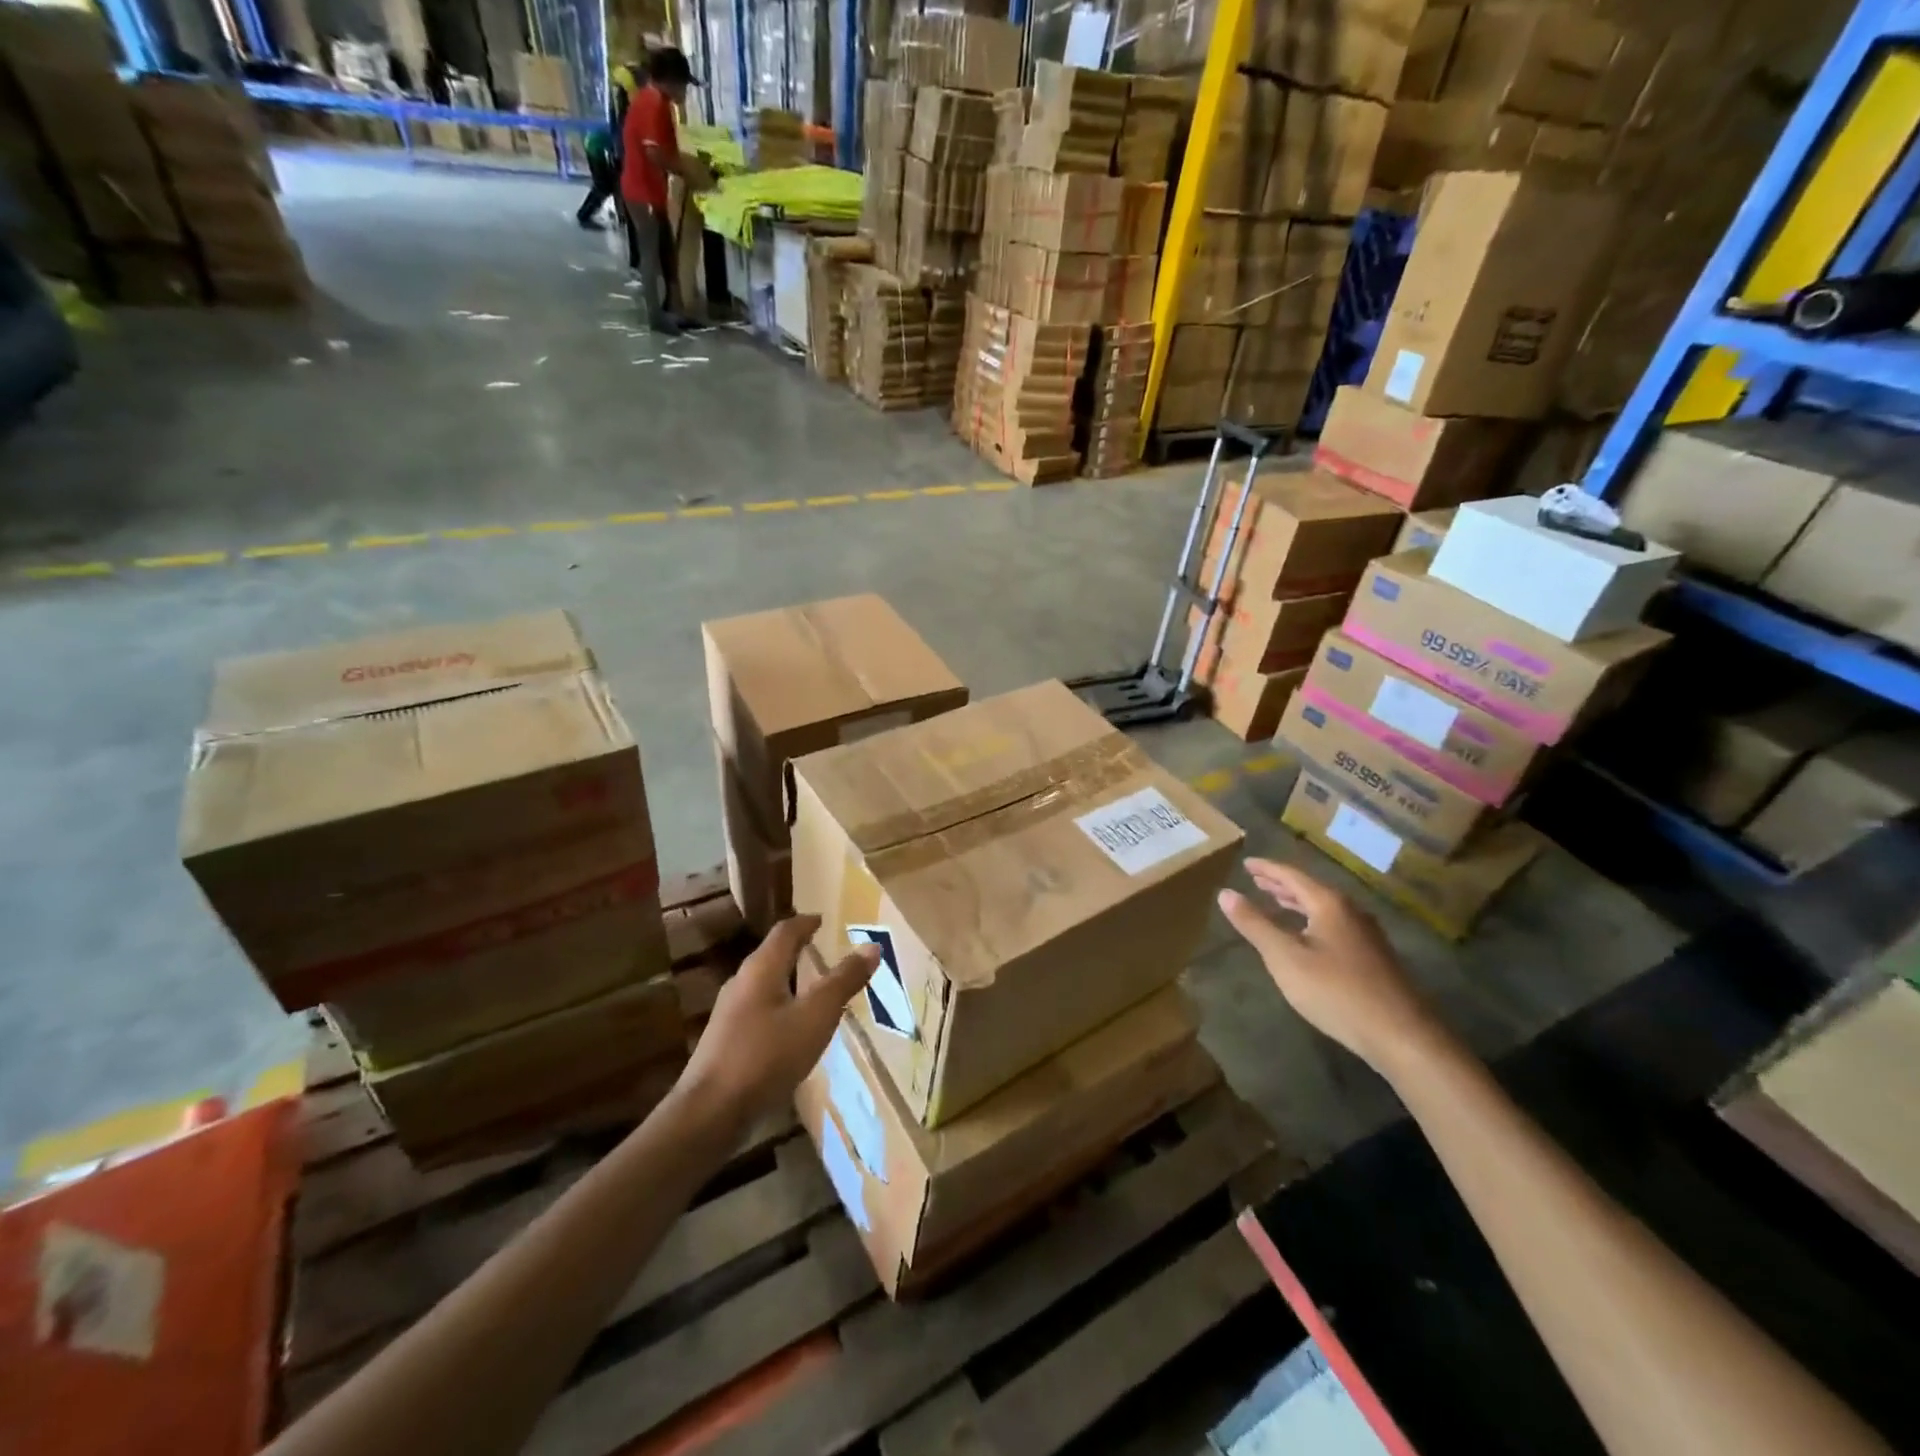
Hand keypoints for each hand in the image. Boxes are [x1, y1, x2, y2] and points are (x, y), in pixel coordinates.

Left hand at [679, 914, 878, 1126]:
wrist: (710, 1112)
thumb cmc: (767, 1055)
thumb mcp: (815, 1016)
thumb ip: (843, 981)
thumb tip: (871, 945)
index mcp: (762, 968)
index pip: (786, 931)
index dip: (807, 922)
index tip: (824, 920)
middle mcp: (741, 982)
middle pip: (773, 955)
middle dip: (799, 950)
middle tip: (825, 951)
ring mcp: (730, 1013)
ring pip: (765, 984)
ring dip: (790, 980)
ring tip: (815, 990)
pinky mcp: (726, 1041)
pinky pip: (759, 1010)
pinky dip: (781, 1007)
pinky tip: (793, 1029)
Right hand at [1217, 859, 1453, 1077]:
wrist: (1401, 1035)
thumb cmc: (1336, 991)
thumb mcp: (1285, 957)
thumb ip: (1254, 924)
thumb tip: (1226, 893)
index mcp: (1329, 904)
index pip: (1292, 876)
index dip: (1267, 868)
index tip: (1246, 863)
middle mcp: (1351, 912)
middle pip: (1310, 889)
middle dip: (1281, 884)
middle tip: (1257, 879)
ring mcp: (1366, 935)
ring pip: (1324, 908)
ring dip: (1297, 903)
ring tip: (1276, 901)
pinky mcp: (1373, 957)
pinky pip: (1334, 925)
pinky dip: (1312, 920)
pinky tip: (1307, 936)